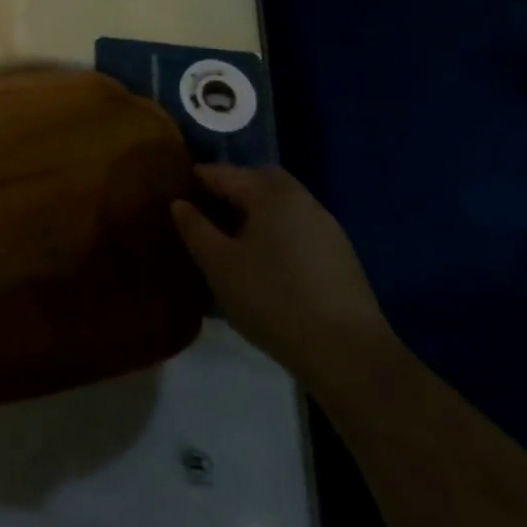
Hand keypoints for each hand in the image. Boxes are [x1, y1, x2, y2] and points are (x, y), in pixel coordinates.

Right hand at [171, 165, 395, 392]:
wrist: (347, 353)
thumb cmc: (271, 298)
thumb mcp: (218, 263)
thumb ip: (195, 228)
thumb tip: (179, 203)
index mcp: (272, 195)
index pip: (227, 173)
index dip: (200, 177)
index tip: (178, 187)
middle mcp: (303, 202)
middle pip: (264, 180)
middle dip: (236, 186)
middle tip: (209, 206)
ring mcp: (328, 229)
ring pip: (285, 204)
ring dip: (259, 210)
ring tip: (234, 235)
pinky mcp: (342, 258)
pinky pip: (299, 227)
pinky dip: (278, 230)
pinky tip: (266, 259)